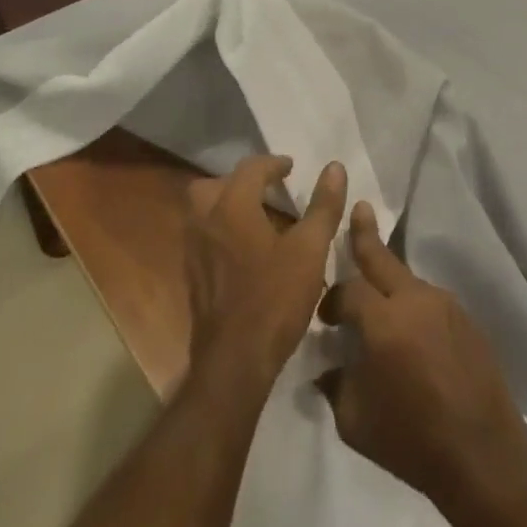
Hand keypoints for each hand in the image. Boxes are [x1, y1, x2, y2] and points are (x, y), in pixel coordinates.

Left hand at [184, 155, 346, 396]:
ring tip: (256, 217)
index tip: (291, 169)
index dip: (273, 164)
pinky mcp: (192, 277)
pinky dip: (221, 231)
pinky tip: (244, 251)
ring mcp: (194, 250)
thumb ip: (323, 206)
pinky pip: (203, 237)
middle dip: (240, 181)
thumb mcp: (310, 251)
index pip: (250, 168)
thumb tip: (335, 167)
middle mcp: (206, 221)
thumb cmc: (275, 299)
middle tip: (266, 190)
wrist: (234, 363)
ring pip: (203, 211)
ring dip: (226, 205)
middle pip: (214, 184)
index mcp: (232, 206)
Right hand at [317, 203, 526, 507]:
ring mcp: (445, 305)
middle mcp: (415, 300)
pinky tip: (412, 334)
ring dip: (390, 282)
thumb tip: (327, 368)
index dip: (333, 300)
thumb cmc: (411, 440)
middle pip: (383, 258)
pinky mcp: (466, 319)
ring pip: (408, 281)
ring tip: (379, 297)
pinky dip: (414, 308)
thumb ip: (335, 385)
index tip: (326, 318)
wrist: (484, 456)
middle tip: (359, 208)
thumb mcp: (354, 421)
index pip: (349, 290)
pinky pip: (430, 303)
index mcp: (384, 320)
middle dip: (365, 233)